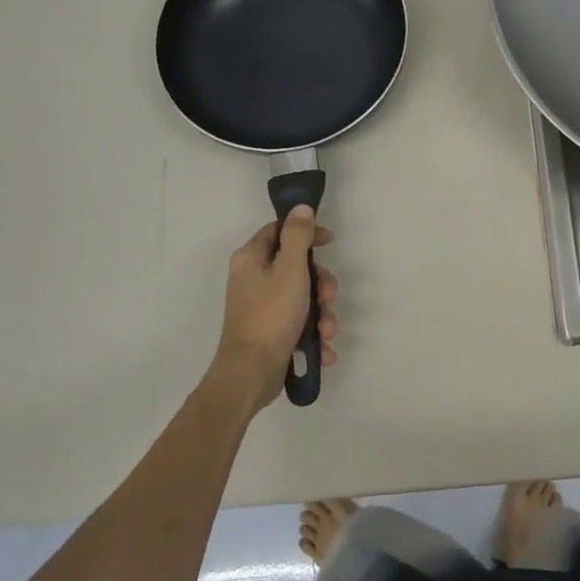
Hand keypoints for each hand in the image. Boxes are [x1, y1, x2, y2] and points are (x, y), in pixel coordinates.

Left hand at [209, 207, 337, 411]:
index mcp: (251, 259)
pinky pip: (298, 324)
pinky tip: (322, 350)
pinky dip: (312, 335)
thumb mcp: (290, 269)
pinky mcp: (269, 332)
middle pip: (296, 267)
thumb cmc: (271, 315)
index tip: (329, 242)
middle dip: (320, 284)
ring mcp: (260, 307)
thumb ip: (297, 236)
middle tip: (327, 297)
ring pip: (302, 298)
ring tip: (327, 333)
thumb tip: (300, 208)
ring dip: (322, 315)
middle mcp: (252, 279)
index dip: (305, 232)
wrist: (251, 373)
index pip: (278, 231)